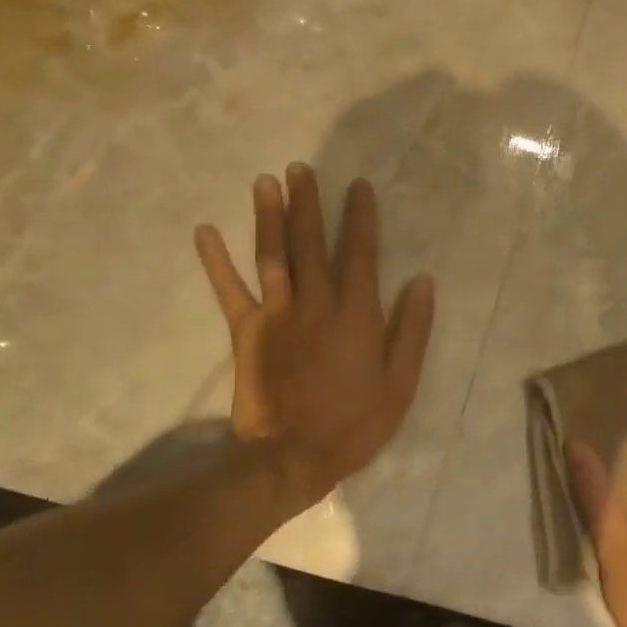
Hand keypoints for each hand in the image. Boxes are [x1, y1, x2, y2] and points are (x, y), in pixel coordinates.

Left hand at [195, 165, 434, 512]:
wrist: (291, 459)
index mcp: (356, 315)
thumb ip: (412, 329)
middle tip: (300, 168)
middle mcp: (315, 304)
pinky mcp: (246, 332)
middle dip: (308, 203)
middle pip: (310, 244)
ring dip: (268, 216)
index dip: (360, 218)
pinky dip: (215, 261)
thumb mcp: (400, 383)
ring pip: (272, 256)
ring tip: (265, 181)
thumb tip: (422, 281)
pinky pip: (229, 291)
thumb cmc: (355, 423)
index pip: (360, 254)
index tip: (358, 185)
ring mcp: (277, 315)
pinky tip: (204, 231)